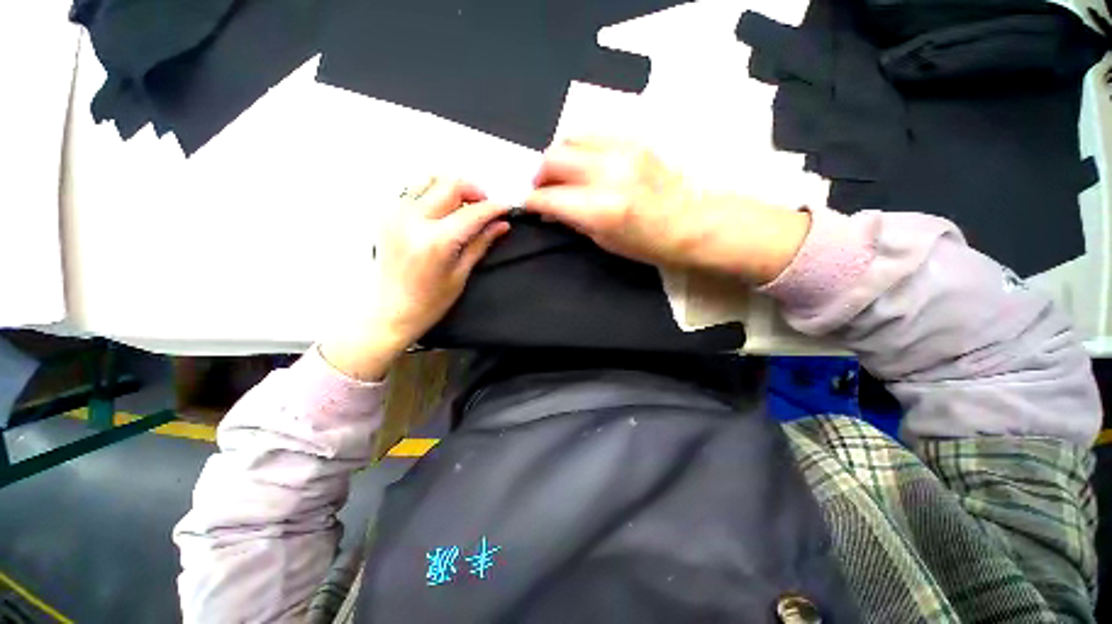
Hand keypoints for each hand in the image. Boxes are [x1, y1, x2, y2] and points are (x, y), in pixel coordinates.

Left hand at [322, 178, 508, 380]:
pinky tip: (442, 210)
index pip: (472, 213)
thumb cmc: (429, 302)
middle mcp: (413, 220)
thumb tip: (501, 225)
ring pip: (429, 180)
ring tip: (464, 206)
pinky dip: (432, 192)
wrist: (388, 312)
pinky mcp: (387, 215)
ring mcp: (395, 214)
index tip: (506, 208)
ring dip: (451, 188)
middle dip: (473, 191)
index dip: (493, 208)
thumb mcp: (460, 275)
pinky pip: (413, 190)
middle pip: (449, 184)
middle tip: (485, 207)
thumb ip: (481, 244)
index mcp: (436, 241)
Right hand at [525, 137, 809, 283]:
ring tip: (560, 173)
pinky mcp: (634, 140)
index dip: (532, 202)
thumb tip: (550, 210)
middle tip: (542, 189)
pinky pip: (594, 133)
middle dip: (540, 175)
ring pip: (571, 137)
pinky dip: (579, 147)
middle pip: (554, 158)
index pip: (549, 197)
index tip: (529, 206)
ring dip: (557, 156)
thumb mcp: (605, 241)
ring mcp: (622, 150)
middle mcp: (607, 173)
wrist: (694, 222)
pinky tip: (583, 162)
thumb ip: (573, 221)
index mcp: (600, 209)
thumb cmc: (649, 244)